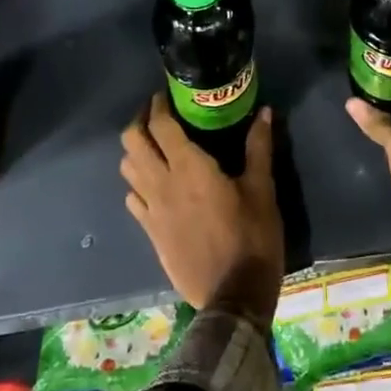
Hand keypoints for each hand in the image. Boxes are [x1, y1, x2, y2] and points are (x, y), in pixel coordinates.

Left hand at [121, 97, 283, 322]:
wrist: (233, 294)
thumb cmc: (252, 237)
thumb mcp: (262, 190)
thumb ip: (259, 148)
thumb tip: (263, 112)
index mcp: (189, 168)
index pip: (160, 126)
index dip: (158, 105)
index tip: (165, 95)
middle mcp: (161, 184)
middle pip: (132, 142)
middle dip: (139, 121)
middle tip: (156, 115)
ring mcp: (151, 210)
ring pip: (127, 169)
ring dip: (135, 151)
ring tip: (154, 146)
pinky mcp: (150, 232)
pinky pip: (133, 198)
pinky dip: (138, 183)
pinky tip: (154, 185)